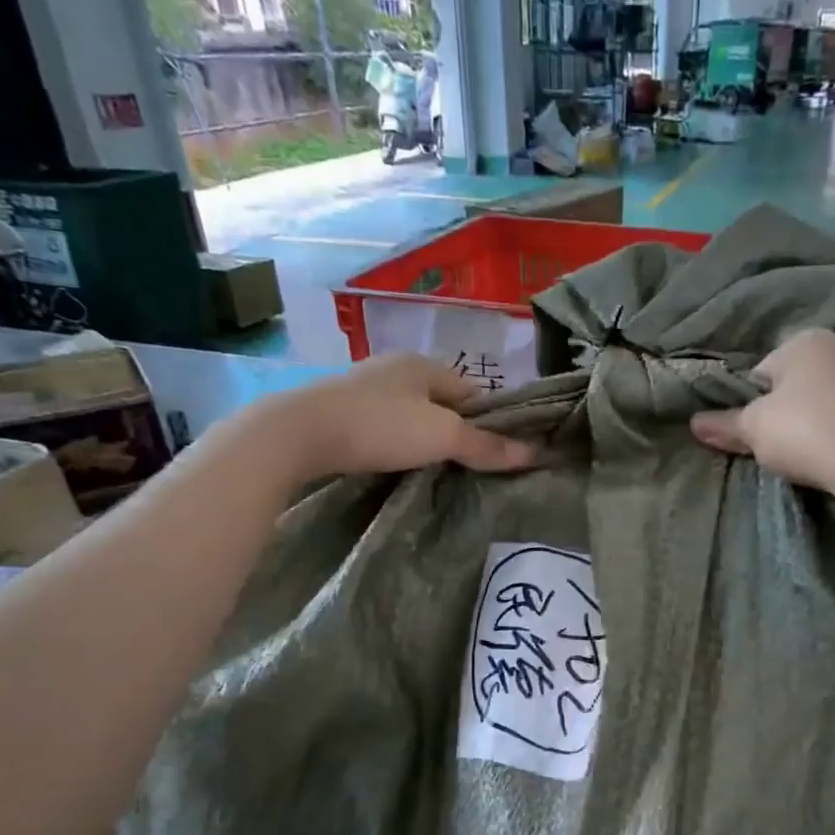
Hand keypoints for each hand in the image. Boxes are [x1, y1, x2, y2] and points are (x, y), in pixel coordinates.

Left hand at [271, 354, 537, 478]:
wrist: (298, 434)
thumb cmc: (380, 426)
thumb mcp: (442, 436)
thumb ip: (487, 446)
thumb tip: (536, 453)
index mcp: (425, 364)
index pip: (473, 392)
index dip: (488, 422)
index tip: (494, 454)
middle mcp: (395, 368)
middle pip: (441, 403)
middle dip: (455, 431)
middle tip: (465, 467)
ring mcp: (364, 387)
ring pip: (410, 415)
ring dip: (423, 438)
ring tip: (431, 470)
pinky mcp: (339, 410)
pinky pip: (383, 426)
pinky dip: (394, 443)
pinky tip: (393, 463)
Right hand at [689, 328, 834, 502]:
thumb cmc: (807, 434)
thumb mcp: (754, 431)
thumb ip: (723, 425)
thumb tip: (694, 423)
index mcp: (805, 340)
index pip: (762, 373)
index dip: (752, 407)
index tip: (756, 436)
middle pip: (799, 383)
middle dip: (788, 411)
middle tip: (783, 447)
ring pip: (831, 397)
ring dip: (820, 420)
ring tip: (816, 455)